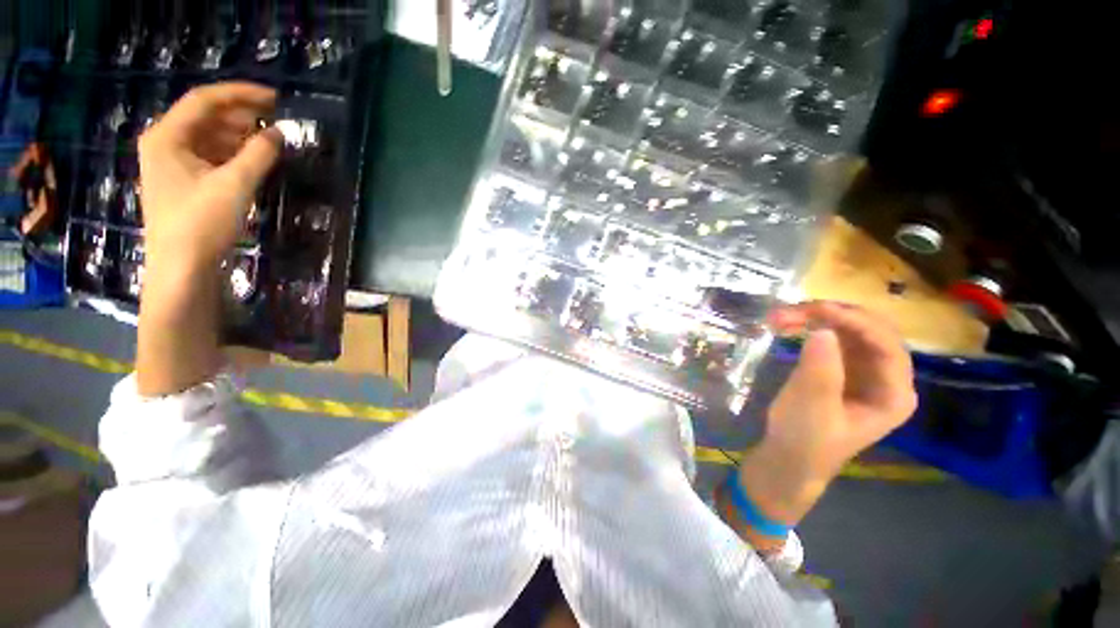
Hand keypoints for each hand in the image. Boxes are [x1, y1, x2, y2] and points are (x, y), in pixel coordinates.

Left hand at [139, 82, 280, 266]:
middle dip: (241, 114)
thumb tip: (279, 132)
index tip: (275, 97)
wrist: (182, 266)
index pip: (204, 99)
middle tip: (276, 117)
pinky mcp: (185, 180)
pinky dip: (233, 152)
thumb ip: (259, 154)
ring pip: (210, 135)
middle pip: (206, 116)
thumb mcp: (235, 184)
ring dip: (239, 133)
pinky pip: (211, 154)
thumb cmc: (202, 222)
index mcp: (167, 136)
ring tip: (270, 136)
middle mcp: (166, 142)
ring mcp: (173, 163)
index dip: (240, 93)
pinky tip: (254, 156)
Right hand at [735, 302, 916, 530]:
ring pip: (848, 330)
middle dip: (833, 315)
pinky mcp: (841, 369)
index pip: (886, 345)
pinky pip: (832, 338)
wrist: (788, 458)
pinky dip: (810, 327)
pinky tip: (789, 325)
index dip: (855, 322)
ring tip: (781, 316)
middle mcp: (886, 377)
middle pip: (870, 331)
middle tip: (792, 310)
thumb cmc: (804, 440)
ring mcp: (863, 371)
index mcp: (894, 394)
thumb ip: (821, 371)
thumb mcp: (812, 408)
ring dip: (817, 318)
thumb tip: (823, 330)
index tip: (816, 310)